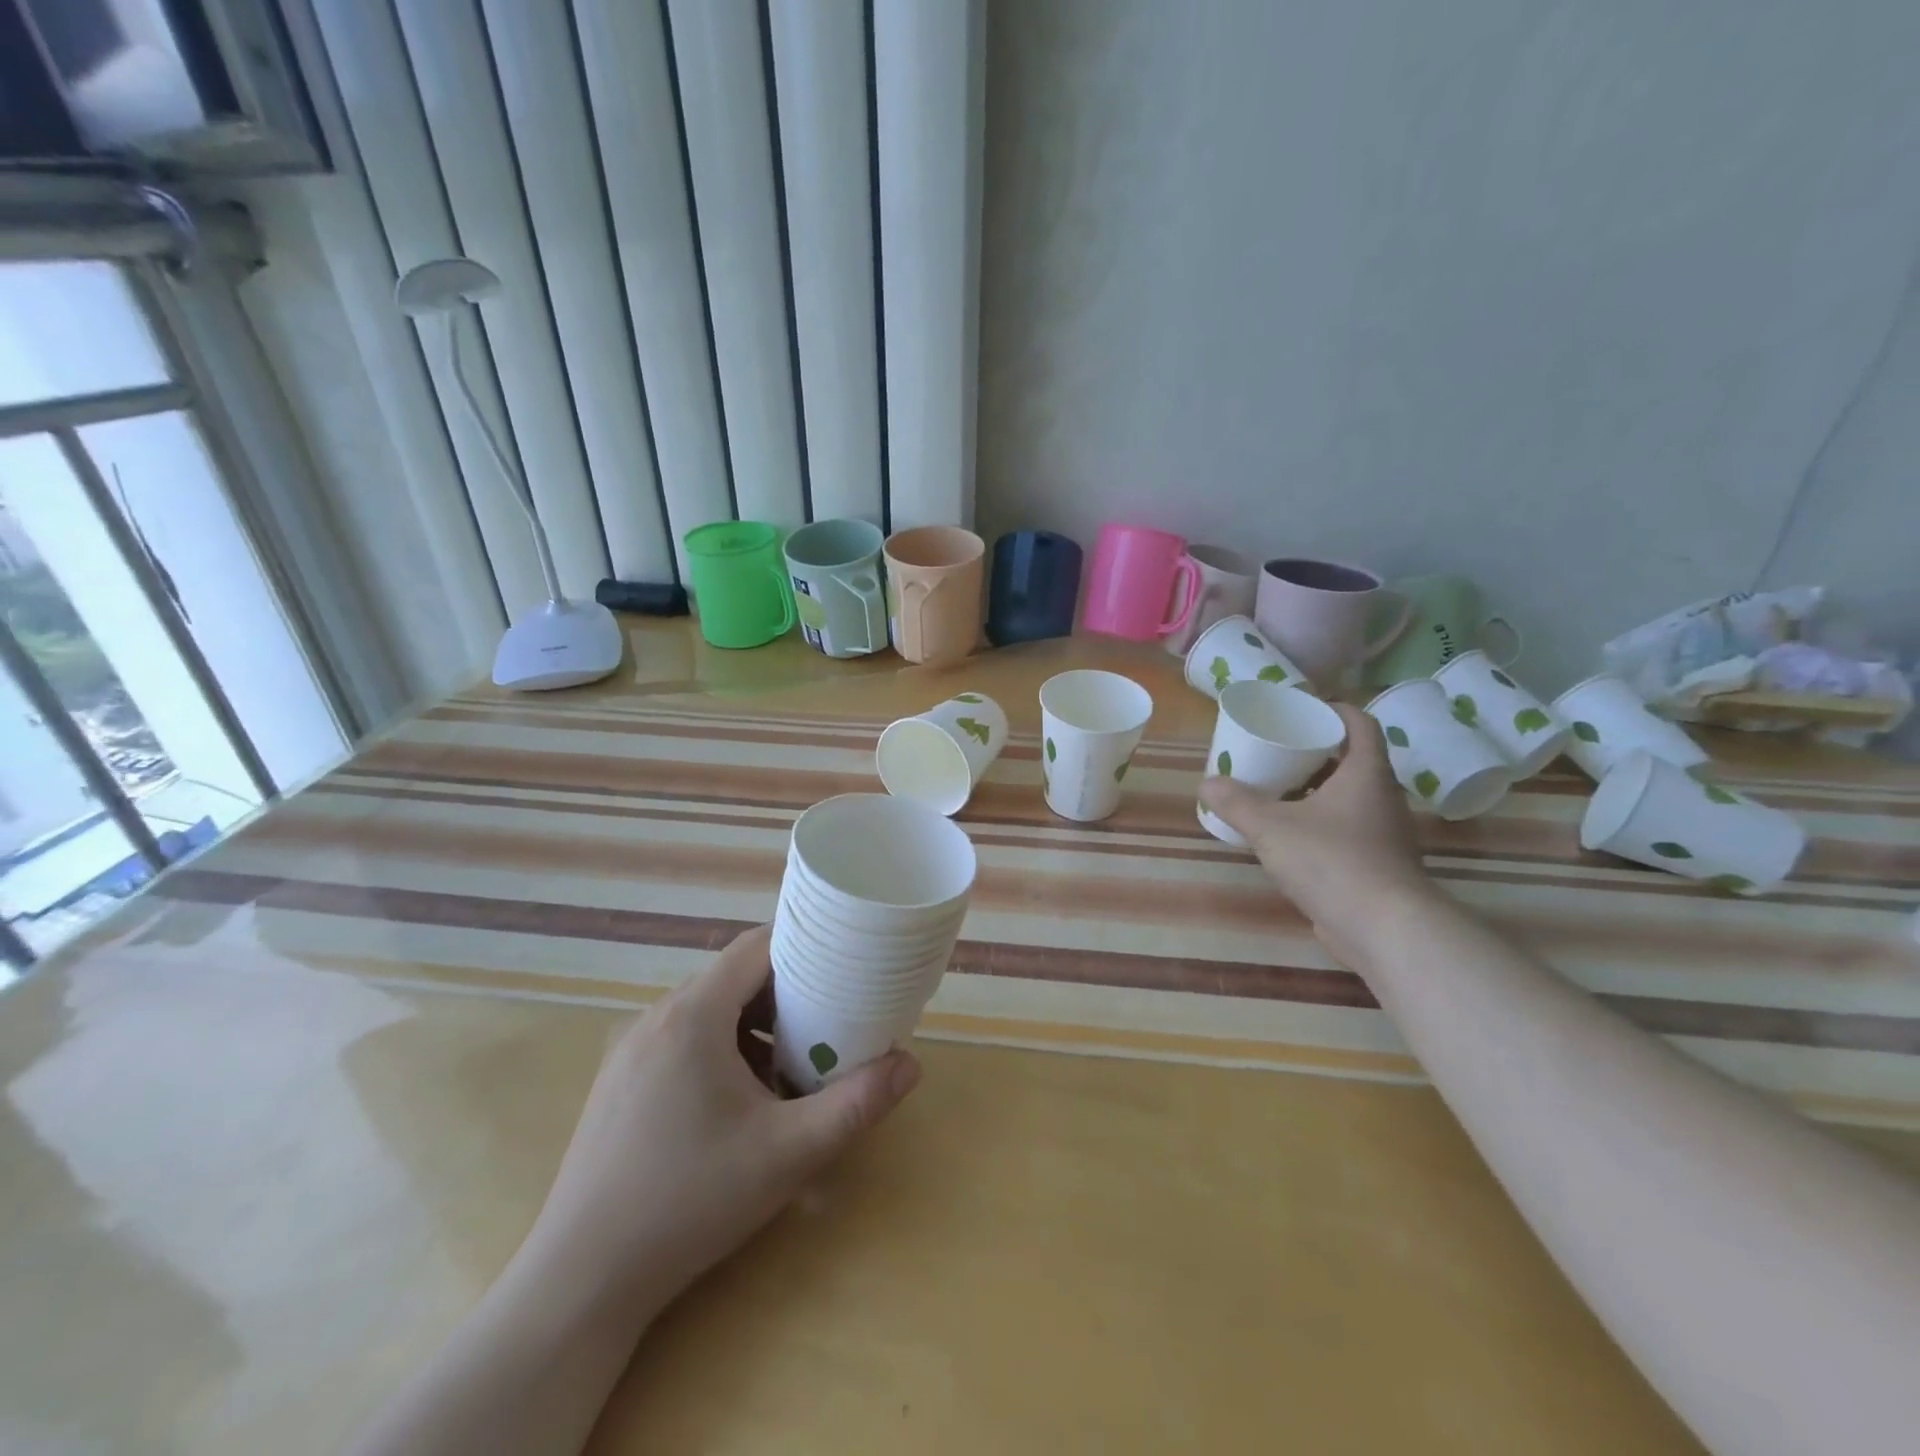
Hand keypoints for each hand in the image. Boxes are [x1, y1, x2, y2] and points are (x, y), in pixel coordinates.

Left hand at [520, 924, 920, 1320]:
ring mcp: (631, 1048)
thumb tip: (911, 1065)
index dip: (804, 947)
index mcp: (694, 1014)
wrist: (581, 1280)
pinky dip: (721, 1048)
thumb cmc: (691, 1201)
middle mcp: (657, 1016)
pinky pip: (682, 1039)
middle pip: (734, 977)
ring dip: (753, 1025)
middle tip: (827, 1025)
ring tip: (788, 1068)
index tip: (843, 967)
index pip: (757, 946)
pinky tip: (737, 1103)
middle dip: (786, 994)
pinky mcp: (618, 1080)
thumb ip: (856, 1104)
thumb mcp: (788, 1152)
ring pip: (708, 1010)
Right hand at [1198, 702, 1438, 964]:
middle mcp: (1382, 798)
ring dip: (1315, 791)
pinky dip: (1320, 825)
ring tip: (1276, 792)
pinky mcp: (1377, 866)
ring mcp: (1384, 834)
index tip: (1301, 710)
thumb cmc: (1332, 861)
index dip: (1334, 710)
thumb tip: (1207, 784)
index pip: (1360, 724)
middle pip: (1352, 760)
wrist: (1385, 929)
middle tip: (1276, 751)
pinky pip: (1347, 831)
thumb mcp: (1271, 827)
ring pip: (1348, 798)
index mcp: (1366, 774)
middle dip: (1314, 753)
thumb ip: (1236, 803)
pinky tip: (1289, 837)